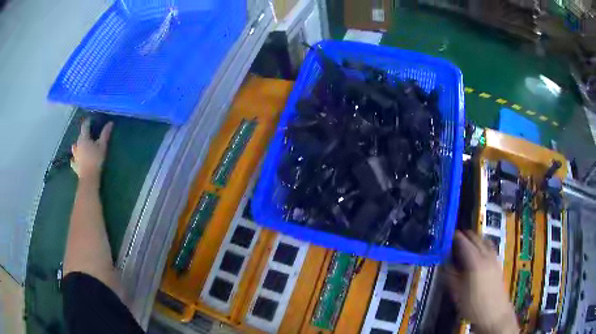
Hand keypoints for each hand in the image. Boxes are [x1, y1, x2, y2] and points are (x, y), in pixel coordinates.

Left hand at [71, 119, 112, 181]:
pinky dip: (74, 158)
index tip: (91, 119)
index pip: (85, 126)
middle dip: (84, 133)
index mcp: (84, 138)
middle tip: (89, 133)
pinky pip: (73, 160)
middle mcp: (77, 145)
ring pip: (75, 147)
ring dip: (77, 145)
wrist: (89, 178)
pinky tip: (75, 159)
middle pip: (80, 136)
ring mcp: (75, 155)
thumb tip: (110, 123)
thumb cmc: (95, 160)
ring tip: (81, 145)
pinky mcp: (75, 165)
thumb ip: (105, 134)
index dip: (88, 122)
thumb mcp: (102, 146)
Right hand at [444, 231, 519, 333]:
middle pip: (476, 239)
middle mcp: (486, 257)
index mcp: (475, 263)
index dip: (456, 237)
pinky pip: (491, 247)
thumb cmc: (473, 305)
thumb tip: (445, 264)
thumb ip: (451, 276)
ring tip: (468, 241)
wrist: (494, 313)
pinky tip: (481, 250)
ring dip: (476, 238)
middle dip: (466, 236)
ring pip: (485, 241)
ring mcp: (494, 259)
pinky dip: (484, 243)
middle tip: (456, 237)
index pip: (465, 244)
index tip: (449, 235)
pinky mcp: (498, 264)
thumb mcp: (457, 293)